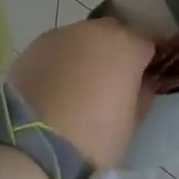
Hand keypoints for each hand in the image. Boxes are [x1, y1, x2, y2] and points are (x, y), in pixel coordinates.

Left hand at [9, 18, 155, 168]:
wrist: (33, 148)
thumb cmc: (94, 138)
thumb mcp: (130, 123)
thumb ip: (141, 95)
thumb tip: (142, 84)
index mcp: (125, 45)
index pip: (145, 43)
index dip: (145, 62)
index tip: (142, 81)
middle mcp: (94, 30)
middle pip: (112, 34)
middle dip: (113, 53)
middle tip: (109, 84)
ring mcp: (59, 35)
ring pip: (80, 40)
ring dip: (83, 56)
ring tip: (76, 89)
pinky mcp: (32, 48)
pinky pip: (55, 52)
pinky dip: (58, 64)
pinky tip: (52, 90)